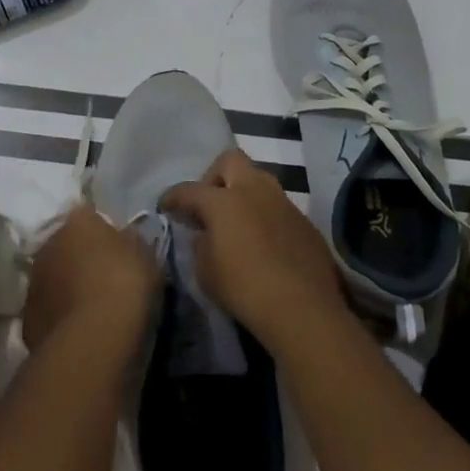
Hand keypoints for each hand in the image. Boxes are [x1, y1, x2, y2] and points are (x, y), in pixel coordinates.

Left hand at [21, 207, 158, 352]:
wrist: (92, 340)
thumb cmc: (124, 286)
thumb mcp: (144, 257)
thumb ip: (131, 242)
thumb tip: (125, 238)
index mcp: (78, 222)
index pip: (88, 216)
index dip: (102, 233)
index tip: (116, 250)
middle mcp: (49, 244)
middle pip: (66, 246)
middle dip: (80, 258)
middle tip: (103, 279)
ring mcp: (34, 282)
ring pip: (53, 278)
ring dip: (66, 287)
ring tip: (90, 310)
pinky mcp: (27, 318)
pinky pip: (48, 310)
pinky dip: (59, 316)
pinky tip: (78, 332)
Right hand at [161, 150, 346, 352]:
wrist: (303, 309)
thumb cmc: (245, 290)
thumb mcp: (206, 273)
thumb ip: (200, 246)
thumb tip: (204, 235)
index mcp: (223, 201)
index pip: (190, 190)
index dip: (173, 197)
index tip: (166, 206)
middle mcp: (254, 190)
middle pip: (230, 161)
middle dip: (214, 177)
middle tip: (209, 204)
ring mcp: (283, 202)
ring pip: (258, 181)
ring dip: (243, 193)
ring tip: (237, 222)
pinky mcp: (304, 221)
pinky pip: (278, 206)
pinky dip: (264, 215)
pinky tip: (264, 242)